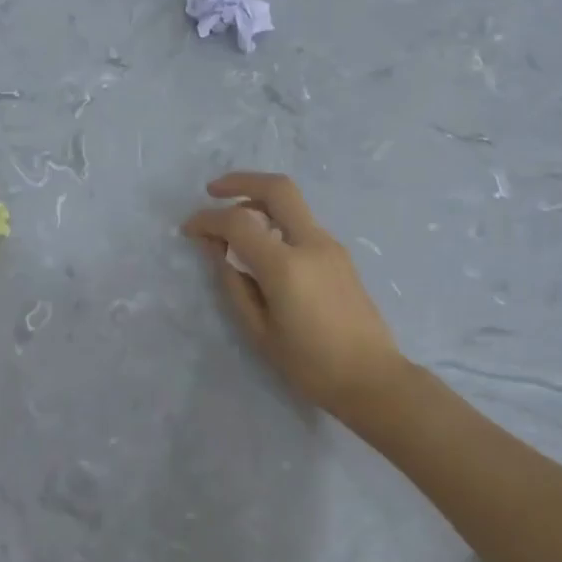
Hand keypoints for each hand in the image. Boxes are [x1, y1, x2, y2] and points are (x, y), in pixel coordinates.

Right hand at [182, 172, 409, 417]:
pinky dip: (275, 220)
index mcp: (286, 265)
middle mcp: (311, 243)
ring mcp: (330, 246)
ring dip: (259, 201)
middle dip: (241, 181)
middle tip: (213, 191)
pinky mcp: (339, 256)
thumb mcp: (259, 331)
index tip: (189, 229)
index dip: (207, 220)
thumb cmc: (311, 365)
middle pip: (277, 188)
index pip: (238, 223)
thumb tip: (215, 249)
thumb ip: (234, 283)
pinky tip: (261, 246)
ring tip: (233, 224)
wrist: (373, 379)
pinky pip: (301, 224)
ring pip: (292, 204)